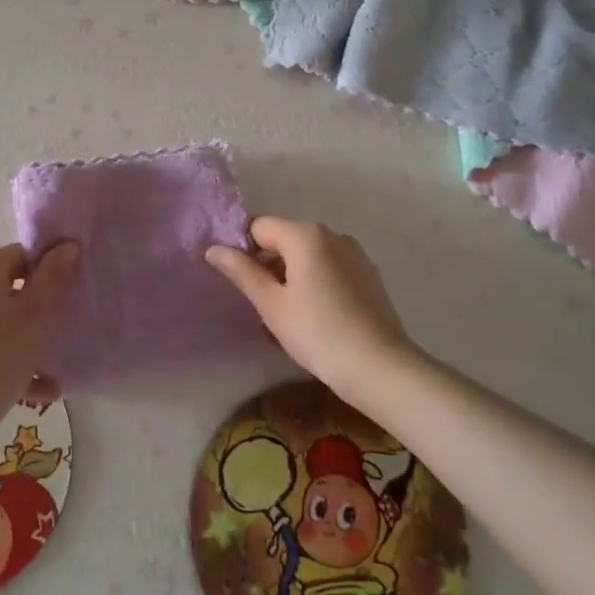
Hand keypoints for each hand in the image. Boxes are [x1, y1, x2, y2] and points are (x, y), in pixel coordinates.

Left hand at [0, 242, 78, 439]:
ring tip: (52, 368)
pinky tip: (37, 389)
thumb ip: (52, 277)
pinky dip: (7, 360)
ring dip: (25, 340)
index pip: (22, 255)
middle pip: (8, 289)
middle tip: (61, 330)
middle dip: (37, 310)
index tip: (67, 295)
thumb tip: (66, 246)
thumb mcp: (34, 314)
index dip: (48, 271)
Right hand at [205, 217, 415, 393]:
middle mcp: (333, 235)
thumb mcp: (271, 304)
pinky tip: (314, 316)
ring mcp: (355, 254)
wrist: (380, 367)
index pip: (259, 227)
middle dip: (268, 264)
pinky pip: (330, 268)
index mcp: (306, 235)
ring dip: (291, 275)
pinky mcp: (369, 275)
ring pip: (309, 255)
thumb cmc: (317, 333)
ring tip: (286, 316)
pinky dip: (315, 283)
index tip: (240, 282)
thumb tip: (214, 248)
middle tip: (261, 304)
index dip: (243, 249)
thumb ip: (241, 271)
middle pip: (285, 238)